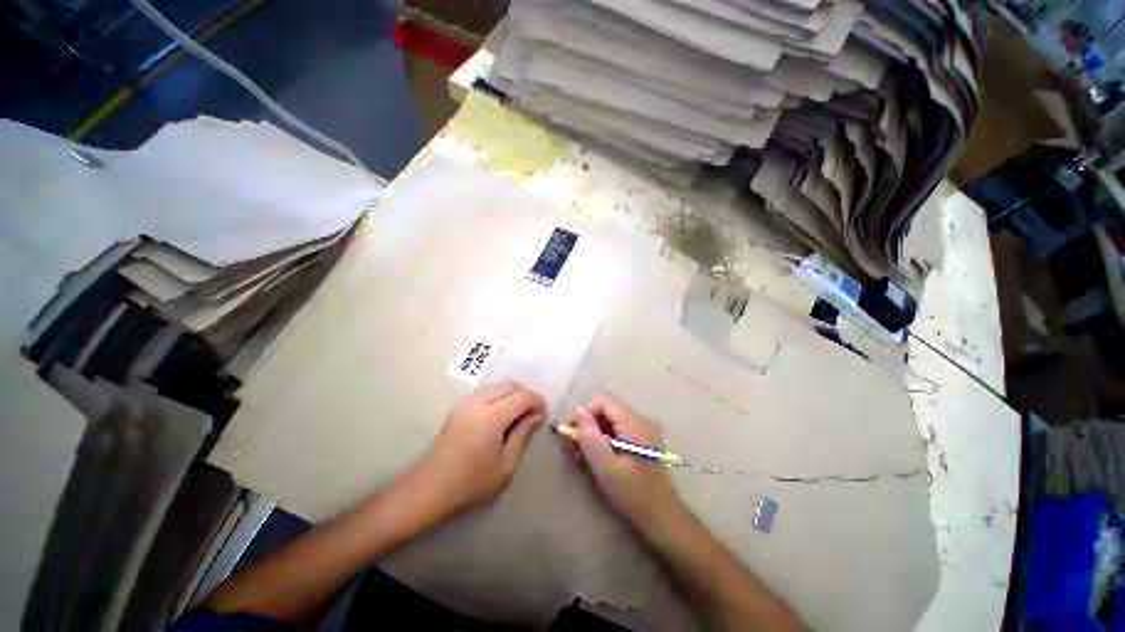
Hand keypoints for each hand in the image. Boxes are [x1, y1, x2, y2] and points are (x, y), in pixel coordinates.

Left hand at [411, 382, 545, 516]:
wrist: (431, 488)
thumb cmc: (472, 482)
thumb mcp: (506, 464)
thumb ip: (523, 434)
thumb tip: (536, 416)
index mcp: (491, 416)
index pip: (523, 396)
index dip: (538, 402)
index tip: (543, 417)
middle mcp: (478, 402)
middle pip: (511, 385)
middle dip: (526, 396)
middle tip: (532, 417)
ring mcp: (466, 402)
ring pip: (498, 386)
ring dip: (512, 396)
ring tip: (517, 417)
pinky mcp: (459, 406)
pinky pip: (486, 392)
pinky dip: (500, 398)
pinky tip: (500, 417)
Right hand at [566, 393, 681, 524]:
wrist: (662, 518)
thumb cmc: (633, 495)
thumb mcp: (606, 467)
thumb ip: (591, 436)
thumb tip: (579, 412)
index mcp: (635, 423)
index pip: (603, 400)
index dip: (584, 412)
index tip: (571, 433)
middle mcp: (641, 419)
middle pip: (605, 408)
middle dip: (586, 424)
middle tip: (571, 448)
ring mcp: (642, 429)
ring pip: (609, 419)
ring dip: (592, 433)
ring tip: (579, 455)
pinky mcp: (640, 439)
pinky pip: (615, 429)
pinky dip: (601, 439)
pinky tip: (594, 457)